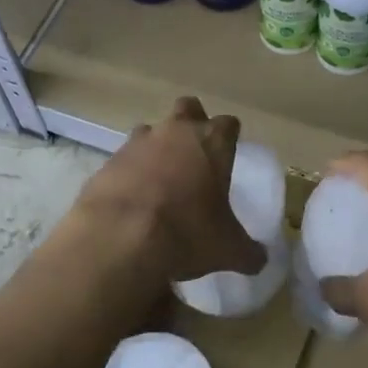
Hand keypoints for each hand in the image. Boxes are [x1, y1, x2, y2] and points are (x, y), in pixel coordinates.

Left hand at [69, 98, 264, 290]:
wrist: (120, 238)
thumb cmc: (187, 233)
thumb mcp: (228, 249)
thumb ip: (248, 251)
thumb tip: (259, 259)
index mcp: (211, 143)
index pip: (229, 124)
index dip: (229, 137)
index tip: (228, 153)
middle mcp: (175, 132)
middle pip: (188, 108)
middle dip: (193, 123)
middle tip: (195, 153)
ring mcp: (138, 143)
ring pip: (151, 130)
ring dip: (157, 147)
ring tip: (160, 180)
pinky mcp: (108, 162)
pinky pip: (124, 159)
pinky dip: (130, 173)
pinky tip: (132, 200)